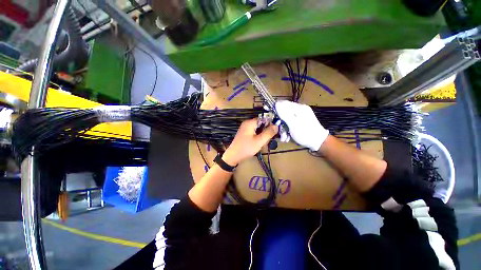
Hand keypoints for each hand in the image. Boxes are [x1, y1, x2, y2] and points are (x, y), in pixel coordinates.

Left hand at [222, 119, 277, 165]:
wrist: (233, 156)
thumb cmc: (246, 148)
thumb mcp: (259, 141)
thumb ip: (269, 133)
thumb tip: (276, 125)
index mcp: (250, 123)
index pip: (264, 119)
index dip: (270, 124)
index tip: (273, 133)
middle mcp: (247, 123)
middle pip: (261, 124)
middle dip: (266, 132)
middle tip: (267, 141)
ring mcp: (245, 128)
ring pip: (258, 129)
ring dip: (262, 136)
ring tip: (262, 144)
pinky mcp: (245, 133)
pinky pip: (254, 133)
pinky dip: (258, 137)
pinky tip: (258, 144)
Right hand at [275, 101, 328, 150]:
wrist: (319, 142)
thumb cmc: (305, 133)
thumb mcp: (293, 124)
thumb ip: (284, 114)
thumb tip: (276, 103)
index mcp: (299, 108)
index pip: (283, 103)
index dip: (274, 107)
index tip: (267, 112)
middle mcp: (299, 110)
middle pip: (284, 113)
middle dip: (280, 123)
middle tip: (278, 131)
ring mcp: (300, 116)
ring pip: (286, 120)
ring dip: (283, 129)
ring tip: (284, 137)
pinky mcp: (300, 122)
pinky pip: (290, 123)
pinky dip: (287, 130)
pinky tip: (287, 137)